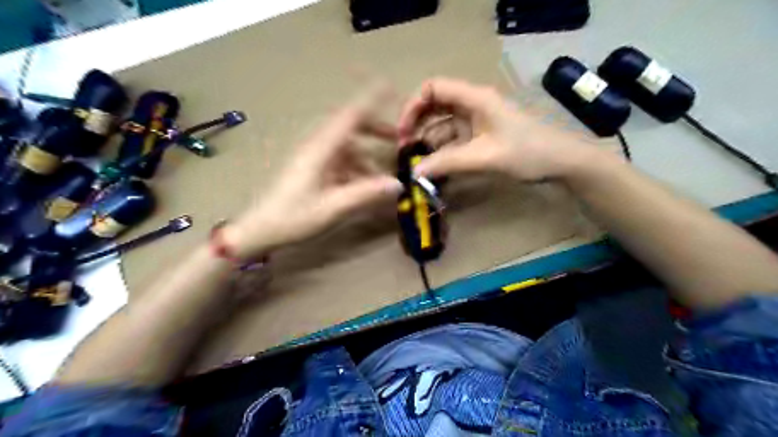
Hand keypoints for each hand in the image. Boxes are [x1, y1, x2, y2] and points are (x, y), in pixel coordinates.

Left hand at [229, 89, 404, 258]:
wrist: (261, 229)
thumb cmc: (294, 217)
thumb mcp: (333, 207)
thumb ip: (366, 194)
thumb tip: (397, 184)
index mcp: (321, 149)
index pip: (349, 115)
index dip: (371, 99)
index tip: (391, 88)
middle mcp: (317, 146)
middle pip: (349, 126)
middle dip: (374, 130)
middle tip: (395, 138)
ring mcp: (313, 156)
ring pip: (346, 146)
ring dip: (366, 156)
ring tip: (383, 177)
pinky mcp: (312, 168)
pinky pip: (339, 160)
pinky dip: (355, 169)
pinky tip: (362, 187)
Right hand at [397, 77, 596, 180]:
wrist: (563, 162)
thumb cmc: (528, 152)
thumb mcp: (486, 157)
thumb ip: (448, 163)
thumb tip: (414, 172)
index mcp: (475, 98)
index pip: (433, 88)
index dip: (413, 106)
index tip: (402, 132)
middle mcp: (472, 105)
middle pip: (434, 107)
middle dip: (417, 127)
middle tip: (405, 152)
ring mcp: (476, 122)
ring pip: (442, 127)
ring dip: (428, 144)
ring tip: (417, 166)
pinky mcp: (480, 138)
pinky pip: (454, 142)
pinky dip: (442, 154)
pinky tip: (434, 170)